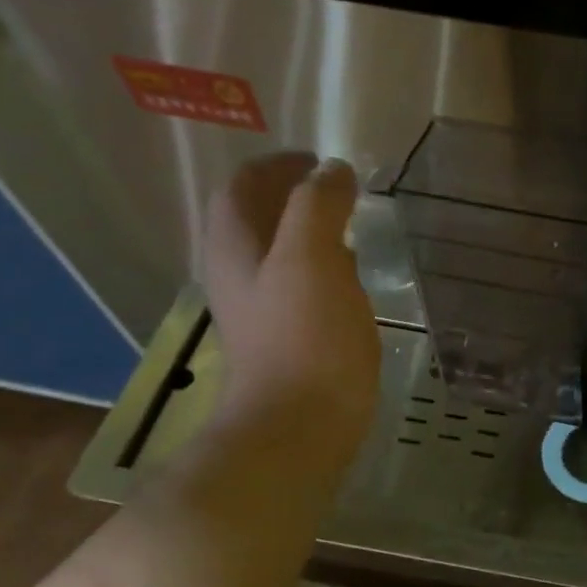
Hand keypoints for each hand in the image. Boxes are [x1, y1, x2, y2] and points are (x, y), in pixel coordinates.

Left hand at [202, 153, 380, 452]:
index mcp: (235, 248)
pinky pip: (301, 288)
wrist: (300, 425)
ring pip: (280, 255)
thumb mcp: (311, 257)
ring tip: (348, 227)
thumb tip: (330, 171)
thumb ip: (317, 205)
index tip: (318, 160)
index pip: (242, 188)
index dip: (276, 166)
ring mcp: (262, 311)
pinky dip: (323, 269)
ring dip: (309, 233)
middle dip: (291, 196)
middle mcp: (240, 275)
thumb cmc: (305, 336)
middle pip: (256, 220)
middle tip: (337, 190)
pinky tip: (351, 279)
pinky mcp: (289, 340)